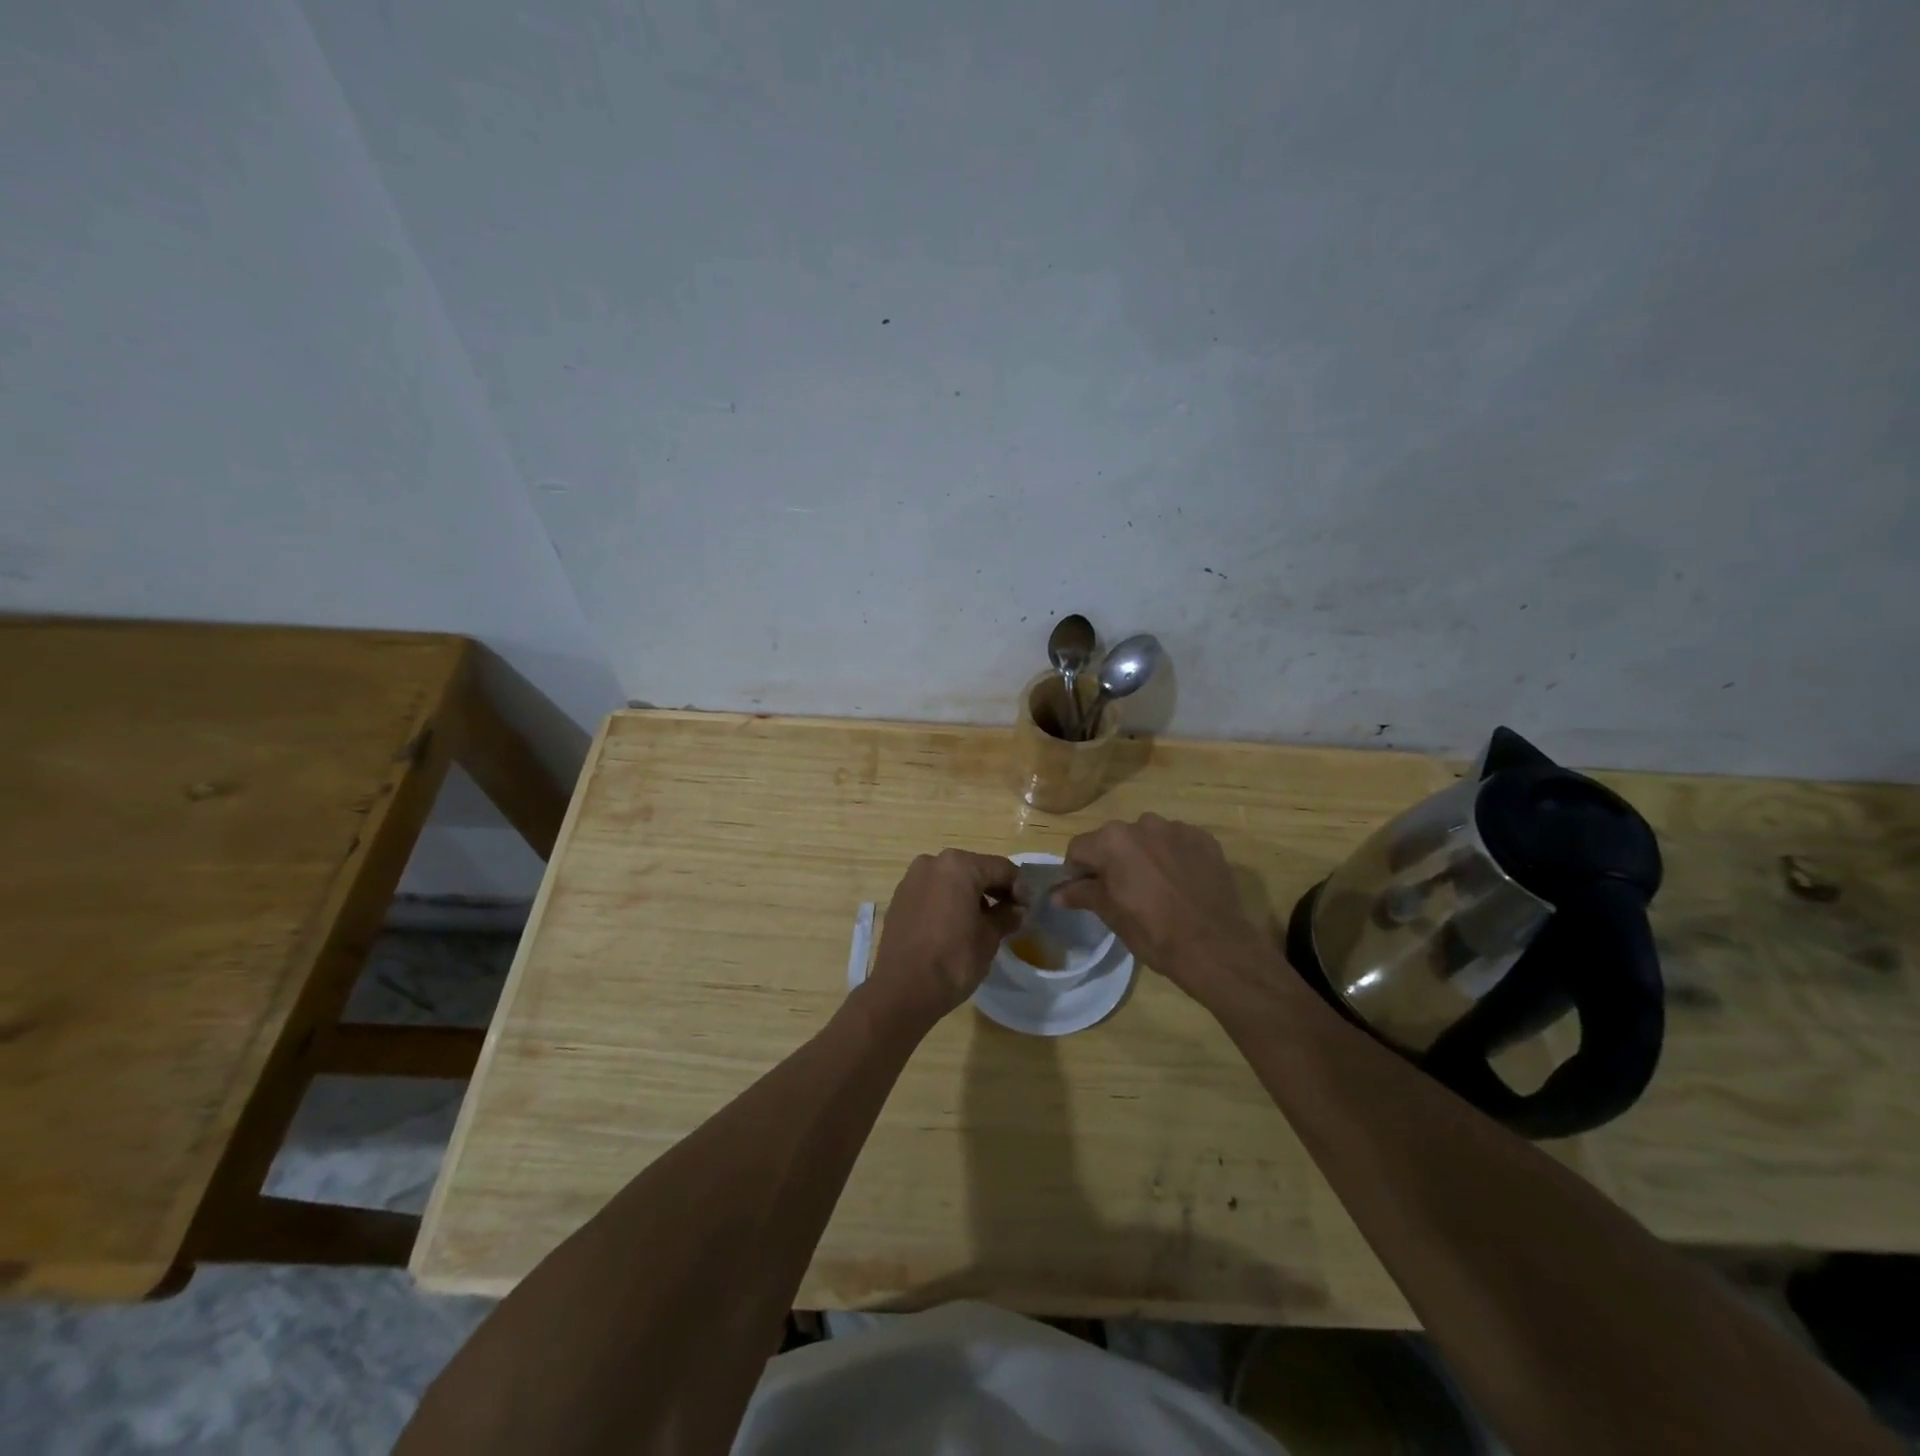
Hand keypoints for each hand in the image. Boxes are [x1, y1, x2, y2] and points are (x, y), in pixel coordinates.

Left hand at [868, 849, 1020, 1029]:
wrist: (902, 990)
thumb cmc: (954, 959)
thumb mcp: (989, 937)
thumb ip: (1006, 916)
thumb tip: (1017, 910)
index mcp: (959, 865)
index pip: (1001, 868)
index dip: (1019, 887)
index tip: (1028, 908)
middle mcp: (933, 862)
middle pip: (974, 870)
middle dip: (993, 889)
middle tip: (1008, 914)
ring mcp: (912, 879)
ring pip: (951, 880)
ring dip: (969, 895)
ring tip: (982, 922)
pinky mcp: (899, 898)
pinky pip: (932, 892)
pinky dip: (947, 902)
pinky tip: (955, 926)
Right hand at [1056, 814, 1278, 1012]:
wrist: (1214, 945)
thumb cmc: (1153, 932)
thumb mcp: (1111, 915)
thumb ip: (1082, 894)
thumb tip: (1056, 894)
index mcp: (1112, 841)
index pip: (1079, 848)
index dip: (1078, 871)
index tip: (1087, 892)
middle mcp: (1142, 824)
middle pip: (1114, 839)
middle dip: (1113, 860)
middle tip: (1123, 892)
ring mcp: (1176, 829)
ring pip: (1147, 837)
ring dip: (1144, 855)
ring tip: (1156, 886)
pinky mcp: (1204, 838)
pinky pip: (1177, 842)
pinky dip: (1173, 856)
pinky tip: (1181, 883)